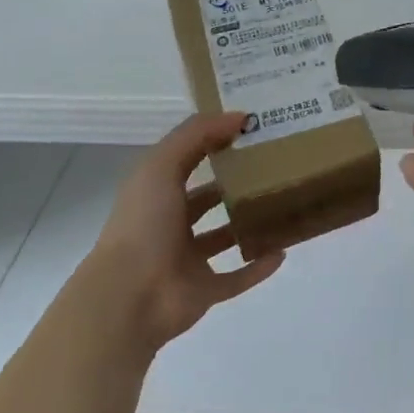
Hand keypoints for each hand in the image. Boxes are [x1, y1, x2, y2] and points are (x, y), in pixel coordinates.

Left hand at [82, 112, 285, 351]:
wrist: (130, 296)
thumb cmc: (143, 224)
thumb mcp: (161, 165)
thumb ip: (196, 135)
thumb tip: (239, 116)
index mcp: (157, 193)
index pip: (188, 160)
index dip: (214, 142)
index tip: (252, 129)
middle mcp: (170, 224)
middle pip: (206, 200)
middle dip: (234, 184)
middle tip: (275, 167)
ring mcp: (188, 260)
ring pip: (223, 238)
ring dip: (247, 225)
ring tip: (282, 205)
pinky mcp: (205, 290)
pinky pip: (237, 278)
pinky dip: (258, 267)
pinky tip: (283, 251)